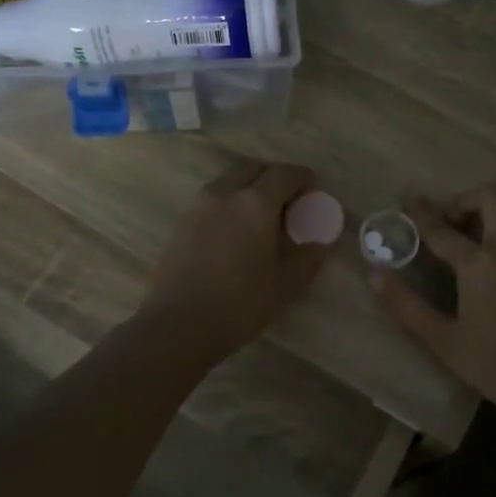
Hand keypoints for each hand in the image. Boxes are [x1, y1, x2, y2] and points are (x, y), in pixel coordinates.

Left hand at [138, 162, 329, 363]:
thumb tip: (318, 246)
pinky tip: (236, 233)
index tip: (313, 189)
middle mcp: (225, 194)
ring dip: (249, 188)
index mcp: (255, 202)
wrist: (177, 326)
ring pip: (229, 182)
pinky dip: (230, 204)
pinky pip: (213, 200)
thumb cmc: (239, 303)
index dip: (303, 178)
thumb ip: (307, 260)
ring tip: (262, 217)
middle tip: (288, 202)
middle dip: (274, 178)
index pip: (284, 174)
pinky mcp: (182, 224)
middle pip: (253, 169)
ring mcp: (199, 207)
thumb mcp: (284, 286)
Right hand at [371, 186, 495, 423]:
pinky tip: (489, 255)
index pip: (443, 229)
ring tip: (465, 238)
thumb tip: (375, 274)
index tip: (410, 199)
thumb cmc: (493, 363)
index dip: (422, 214)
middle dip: (464, 201)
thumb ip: (406, 304)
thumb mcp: (442, 339)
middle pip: (490, 197)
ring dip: (486, 210)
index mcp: (481, 264)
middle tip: (446, 225)